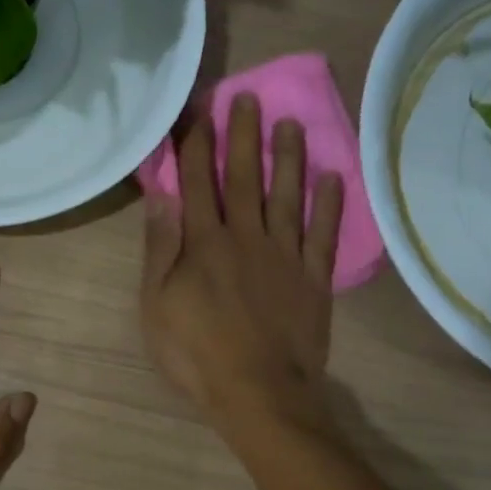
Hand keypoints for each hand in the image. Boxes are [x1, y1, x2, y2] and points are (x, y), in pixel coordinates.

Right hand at [141, 94, 343, 435]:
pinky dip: (329, 204)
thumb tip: (163, 195)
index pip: (199, 181)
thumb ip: (161, 247)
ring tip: (291, 123)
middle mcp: (247, 237)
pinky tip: (333, 177)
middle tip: (247, 97)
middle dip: (243, 135)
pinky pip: (323, 234)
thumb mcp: (157, 304)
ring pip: (288, 196)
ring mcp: (285, 256)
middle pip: (244, 178)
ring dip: (288, 158)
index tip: (198, 111)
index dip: (197, 144)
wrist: (257, 392)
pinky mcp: (314, 279)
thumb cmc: (196, 352)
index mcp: (204, 243)